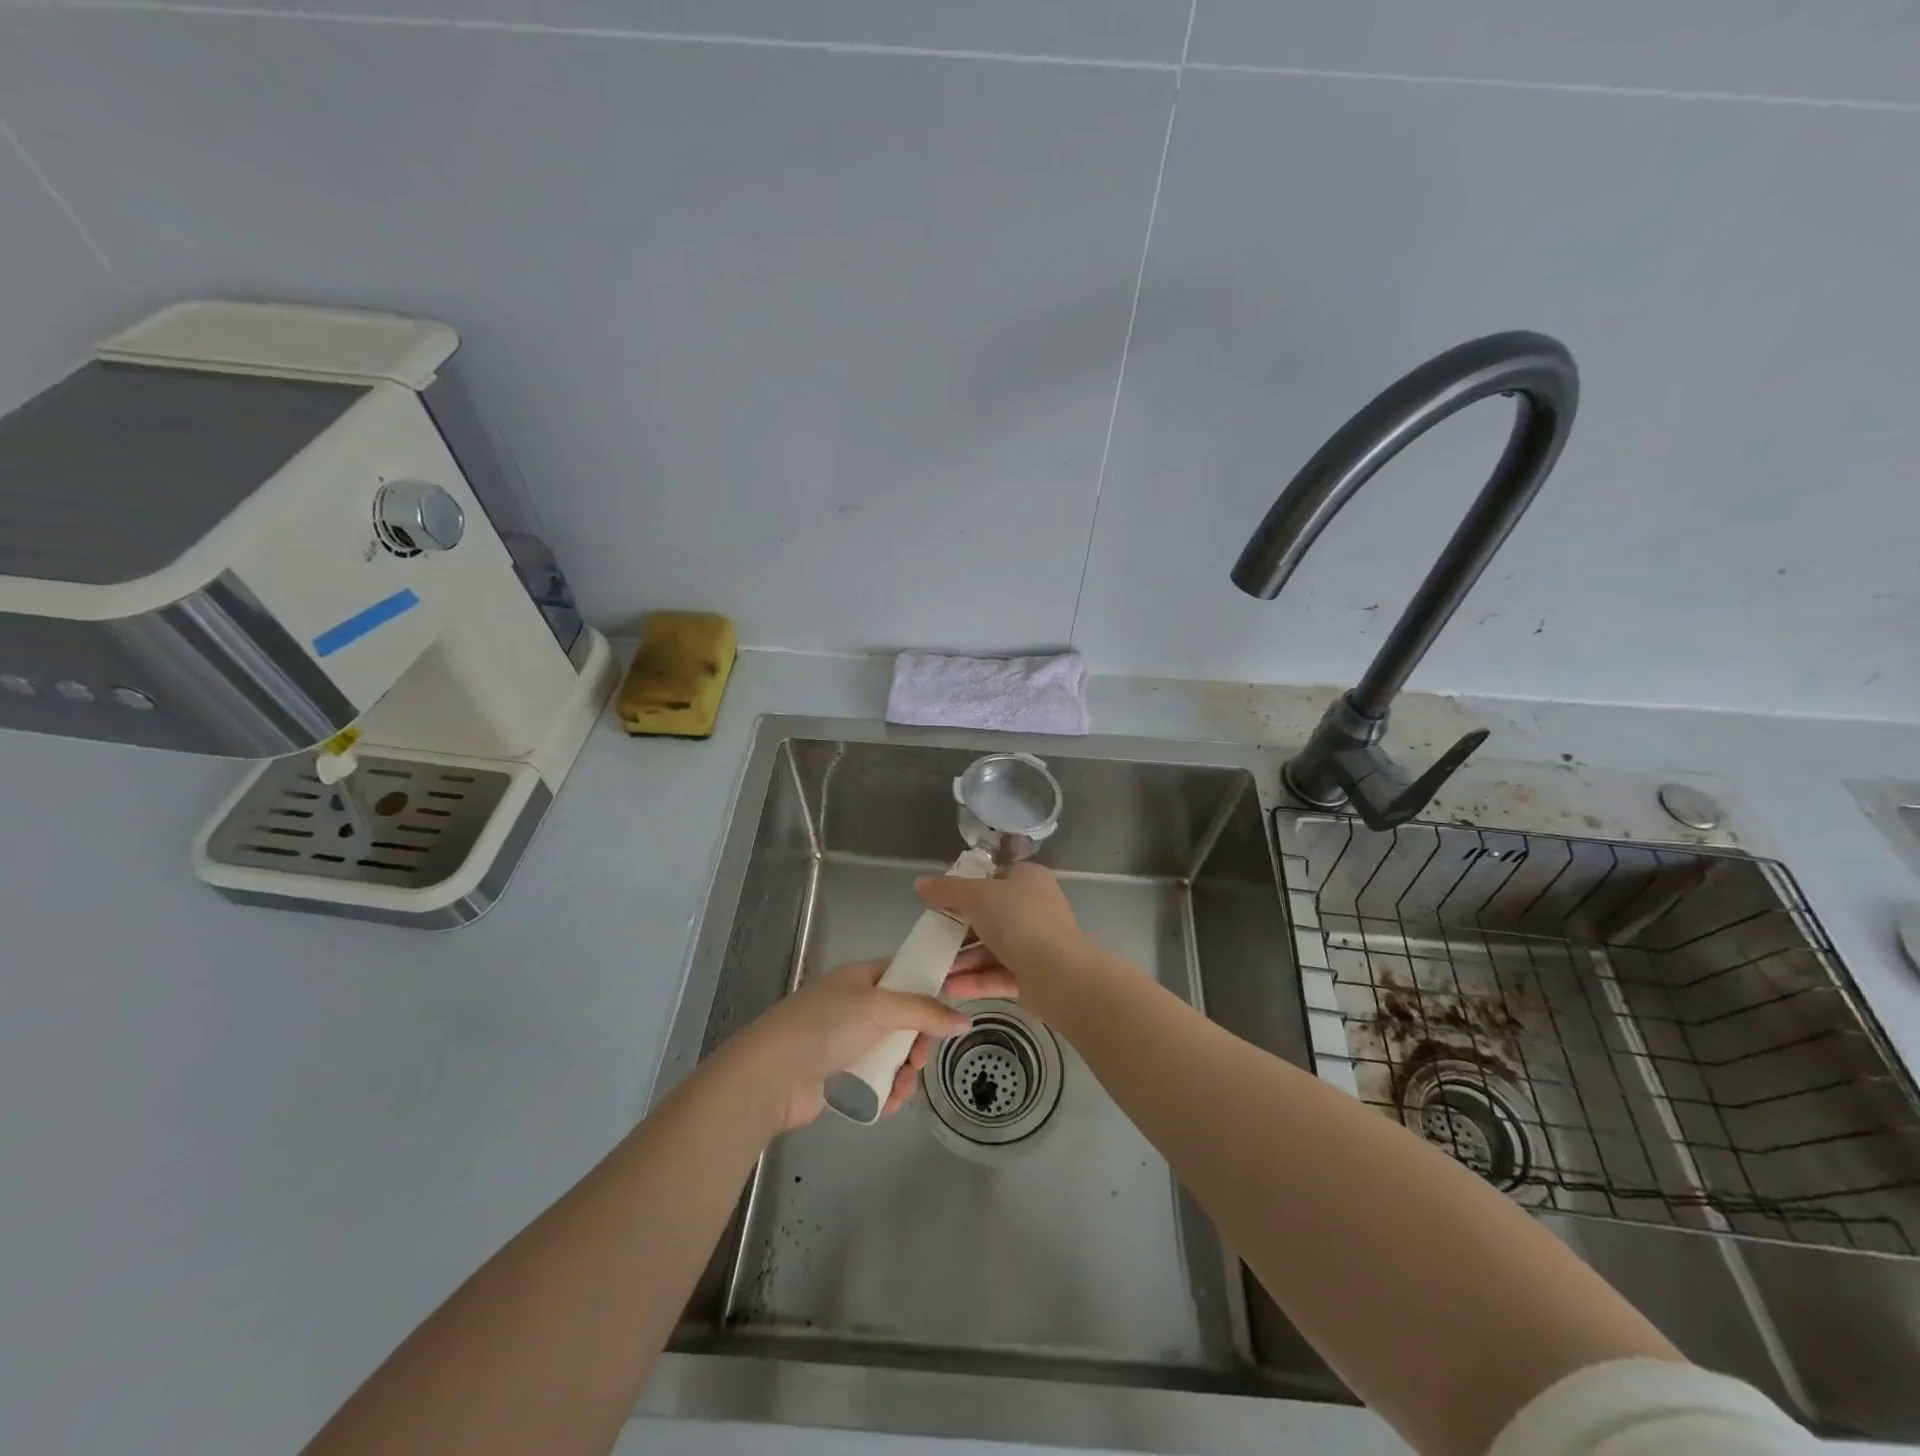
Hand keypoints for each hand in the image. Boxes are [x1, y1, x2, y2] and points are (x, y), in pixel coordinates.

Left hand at [727, 950, 1016, 1132]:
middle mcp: (856, 1005)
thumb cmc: (825, 1027)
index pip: (906, 973)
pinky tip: (890, 1104)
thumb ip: (925, 1011)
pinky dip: (888, 1091)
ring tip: (903, 1089)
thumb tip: (965, 1019)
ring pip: (894, 1052)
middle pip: (905, 1018)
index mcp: (862, 978)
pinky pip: (877, 1079)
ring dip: (905, 1072)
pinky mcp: (840, 1075)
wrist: (770, 1076)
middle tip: (919, 1059)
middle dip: (918, 1042)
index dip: (931, 987)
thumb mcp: (880, 1008)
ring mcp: (847, 1041)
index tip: (956, 1006)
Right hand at [914, 863, 1087, 989]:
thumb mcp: (978, 896)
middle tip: (931, 939)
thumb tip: (920, 884)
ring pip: (992, 949)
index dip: (967, 887)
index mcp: (1028, 880)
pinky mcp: (1033, 976)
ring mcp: (1036, 943)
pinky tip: (948, 989)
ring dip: (963, 960)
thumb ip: (947, 890)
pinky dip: (974, 981)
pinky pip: (998, 974)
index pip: (994, 877)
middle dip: (959, 931)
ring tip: (933, 971)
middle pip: (990, 916)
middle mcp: (1035, 908)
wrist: (1059, 974)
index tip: (941, 901)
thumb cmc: (1019, 920)